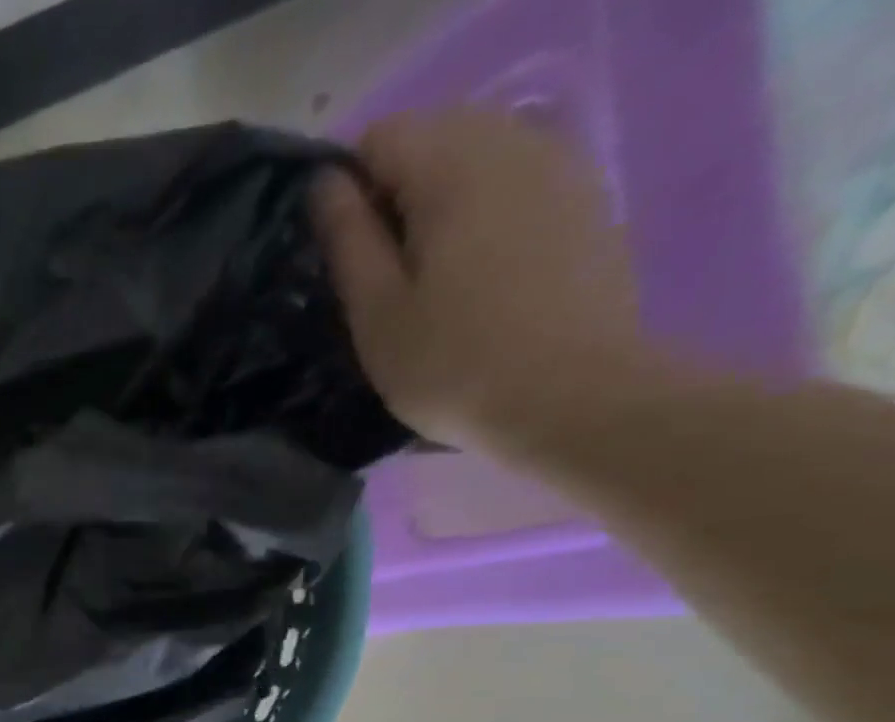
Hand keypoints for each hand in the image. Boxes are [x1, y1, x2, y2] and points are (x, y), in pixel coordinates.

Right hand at [315, 107, 645, 456]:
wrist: (571, 396)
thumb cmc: (453, 363)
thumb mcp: (375, 313)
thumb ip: (346, 239)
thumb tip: (324, 185)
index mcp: (452, 168)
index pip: (380, 137)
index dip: (349, 190)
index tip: (345, 255)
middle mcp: (512, 142)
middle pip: (432, 137)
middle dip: (396, 194)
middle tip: (384, 275)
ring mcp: (559, 165)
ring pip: (476, 158)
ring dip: (441, 204)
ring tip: (430, 279)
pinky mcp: (584, 198)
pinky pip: (516, 181)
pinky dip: (484, 212)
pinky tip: (479, 275)